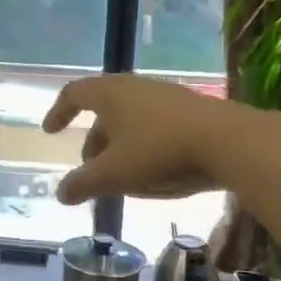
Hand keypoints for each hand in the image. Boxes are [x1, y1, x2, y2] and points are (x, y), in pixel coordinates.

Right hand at [42, 74, 233, 204]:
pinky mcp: (191, 110)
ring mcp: (166, 96)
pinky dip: (143, 145)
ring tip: (122, 176)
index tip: (51, 131)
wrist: (230, 141)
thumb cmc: (160, 151)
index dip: (59, 112)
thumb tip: (60, 194)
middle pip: (103, 110)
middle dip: (93, 141)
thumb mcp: (114, 174)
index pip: (74, 93)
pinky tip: (155, 173)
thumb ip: (83, 184)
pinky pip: (155, 125)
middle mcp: (135, 86)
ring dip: (119, 146)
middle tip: (90, 169)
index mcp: (110, 93)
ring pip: (131, 119)